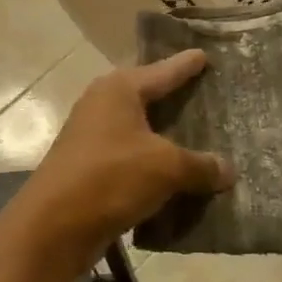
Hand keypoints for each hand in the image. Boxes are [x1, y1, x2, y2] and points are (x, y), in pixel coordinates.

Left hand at [13, 51, 232, 269]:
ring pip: (141, 130)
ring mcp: (93, 136)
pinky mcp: (90, 167)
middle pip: (150, 96)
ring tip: (202, 137)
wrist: (53, 226)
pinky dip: (154, 164)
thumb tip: (228, 170)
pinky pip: (132, 157)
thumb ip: (200, 165)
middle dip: (178, 99)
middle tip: (211, 95)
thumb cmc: (111, 177)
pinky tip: (178, 175)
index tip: (205, 54)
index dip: (187, 64)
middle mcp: (103, 104)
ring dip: (167, 136)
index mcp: (119, 89)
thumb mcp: (166, 167)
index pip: (163, 70)